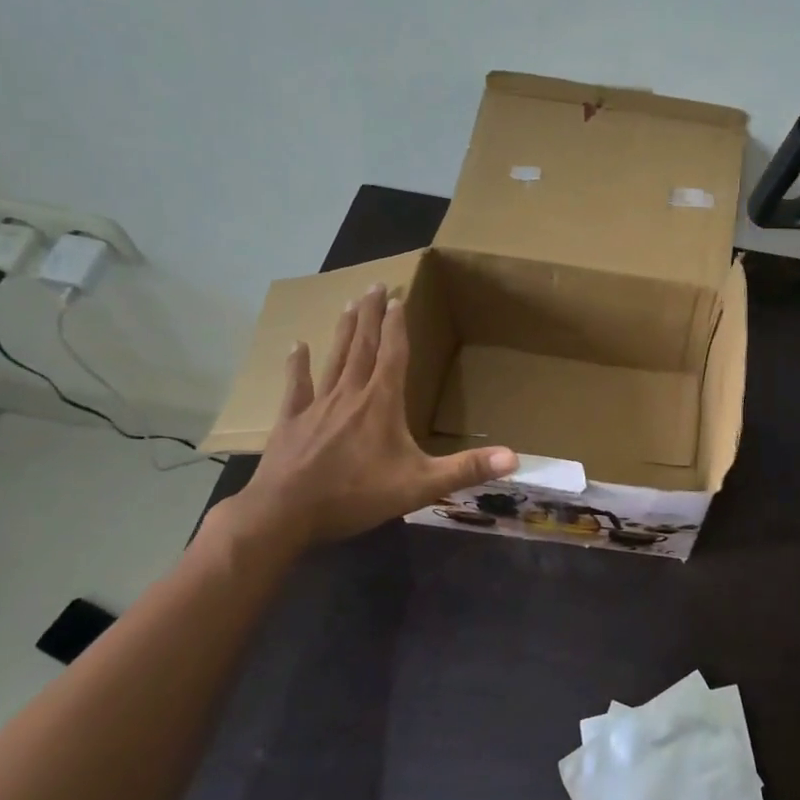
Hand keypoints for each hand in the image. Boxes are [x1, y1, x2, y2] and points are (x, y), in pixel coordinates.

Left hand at [218, 285, 515, 553]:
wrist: (284, 514)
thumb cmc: (356, 495)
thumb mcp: (421, 485)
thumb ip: (467, 469)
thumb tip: (515, 458)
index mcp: (382, 403)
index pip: (393, 355)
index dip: (396, 326)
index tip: (397, 298)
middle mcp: (350, 394)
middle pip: (363, 346)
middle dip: (370, 316)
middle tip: (373, 285)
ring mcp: (317, 406)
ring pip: (334, 359)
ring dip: (344, 331)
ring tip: (348, 304)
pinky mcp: (291, 422)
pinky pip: (296, 386)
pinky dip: (297, 365)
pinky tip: (296, 346)